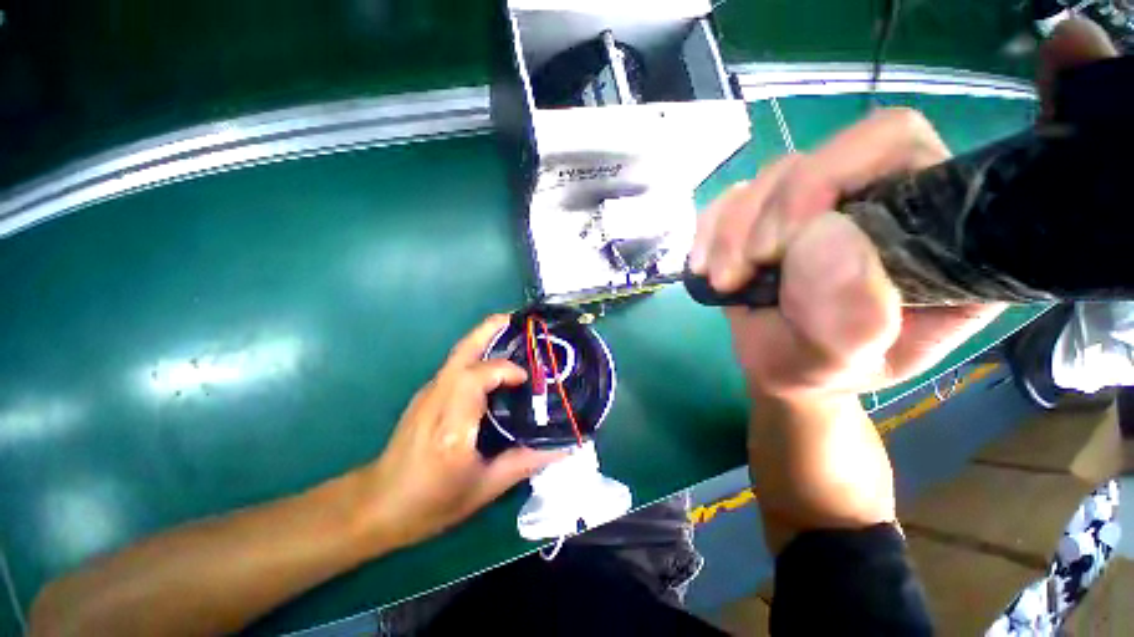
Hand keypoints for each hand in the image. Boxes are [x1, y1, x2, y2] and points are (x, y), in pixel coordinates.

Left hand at [360, 315, 564, 549]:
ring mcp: (428, 393)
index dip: (504, 369)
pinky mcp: (426, 393)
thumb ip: (526, 462)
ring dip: (486, 336)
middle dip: (491, 329)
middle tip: (519, 319)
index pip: (475, 378)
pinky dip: (479, 352)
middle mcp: (437, 400)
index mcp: (453, 428)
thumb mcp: (485, 488)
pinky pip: (457, 363)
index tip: (526, 378)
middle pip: (463, 352)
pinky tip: (496, 361)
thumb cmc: (432, 503)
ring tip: (513, 331)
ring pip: (458, 353)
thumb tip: (564, 446)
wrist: (378, 503)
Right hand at [690, 108, 1003, 398]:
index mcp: (928, 229)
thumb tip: (822, 235)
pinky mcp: (768, 211)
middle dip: (766, 216)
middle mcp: (876, 198)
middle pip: (818, 156)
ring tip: (725, 283)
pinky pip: (728, 199)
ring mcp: (816, 201)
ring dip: (730, 235)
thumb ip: (850, 317)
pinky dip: (708, 233)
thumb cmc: (821, 369)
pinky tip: (706, 268)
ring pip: (765, 180)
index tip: (781, 244)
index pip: (895, 144)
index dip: (832, 174)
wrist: (779, 364)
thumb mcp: (842, 363)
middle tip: (743, 272)